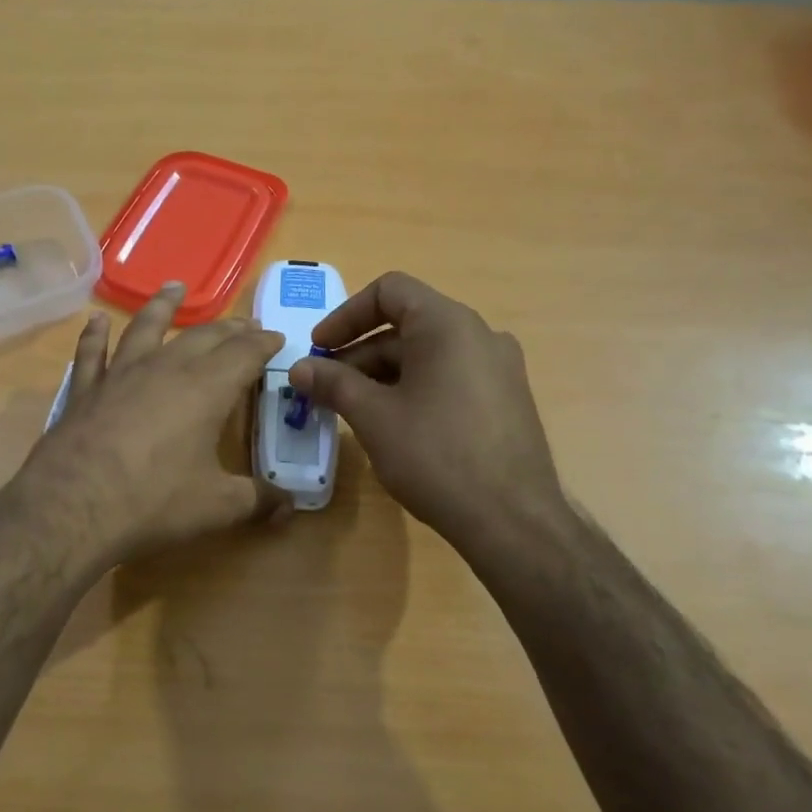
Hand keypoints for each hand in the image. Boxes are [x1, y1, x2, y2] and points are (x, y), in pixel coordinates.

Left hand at [18, 282, 290, 570]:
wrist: (72, 507)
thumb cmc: (154, 502)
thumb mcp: (217, 507)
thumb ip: (258, 501)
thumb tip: (290, 505)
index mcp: (206, 388)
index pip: (245, 353)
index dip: (264, 343)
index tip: (278, 337)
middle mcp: (165, 368)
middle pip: (203, 336)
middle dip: (229, 328)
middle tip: (244, 324)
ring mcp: (121, 374)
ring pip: (146, 327)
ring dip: (163, 306)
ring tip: (175, 287)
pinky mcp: (85, 389)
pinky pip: (92, 352)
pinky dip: (95, 335)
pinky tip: (95, 321)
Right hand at [288, 272, 569, 552]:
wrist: (512, 520)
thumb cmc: (436, 456)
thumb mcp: (374, 417)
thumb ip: (334, 383)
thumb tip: (299, 368)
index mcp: (448, 324)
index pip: (389, 291)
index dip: (345, 315)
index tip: (319, 349)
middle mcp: (479, 335)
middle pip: (406, 325)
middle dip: (358, 353)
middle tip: (324, 388)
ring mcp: (498, 368)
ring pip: (426, 354)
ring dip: (382, 374)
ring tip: (351, 410)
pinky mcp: (504, 399)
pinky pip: (448, 377)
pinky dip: (412, 388)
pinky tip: (392, 425)